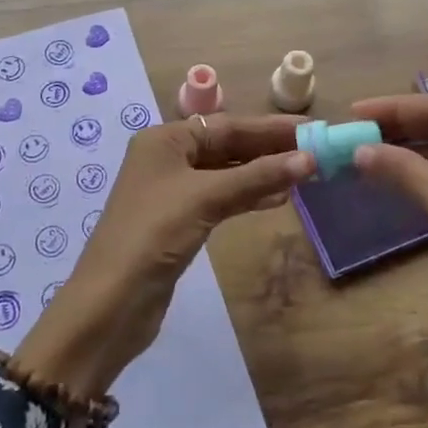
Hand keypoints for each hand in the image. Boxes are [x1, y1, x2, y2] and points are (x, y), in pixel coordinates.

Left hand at [13, 114, 314, 397]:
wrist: (111, 302)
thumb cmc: (154, 234)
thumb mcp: (207, 198)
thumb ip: (258, 177)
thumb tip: (309, 159)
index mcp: (165, 139)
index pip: (228, 125)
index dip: (271, 128)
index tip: (312, 129)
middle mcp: (167, 158)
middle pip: (227, 146)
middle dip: (270, 150)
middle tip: (316, 152)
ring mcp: (172, 191)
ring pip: (226, 173)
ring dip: (263, 174)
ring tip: (305, 175)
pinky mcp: (179, 222)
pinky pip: (221, 198)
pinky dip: (248, 196)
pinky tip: (277, 200)